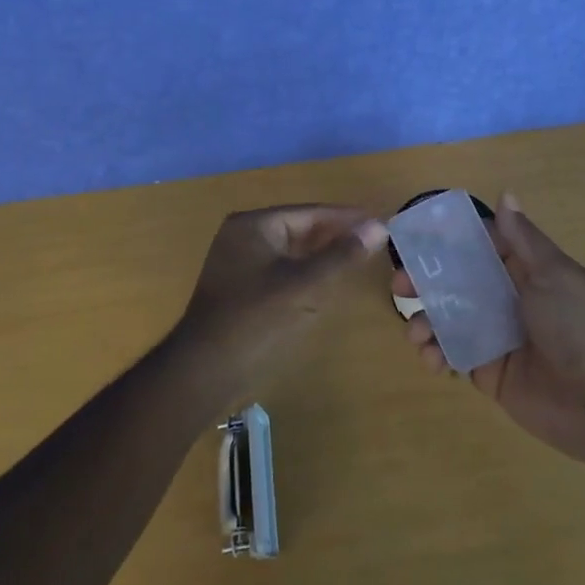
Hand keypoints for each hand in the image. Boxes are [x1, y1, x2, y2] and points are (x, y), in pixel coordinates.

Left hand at [173, 203, 388, 398]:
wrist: (204, 371)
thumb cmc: (255, 320)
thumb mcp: (304, 285)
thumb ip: (341, 255)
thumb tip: (378, 227)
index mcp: (254, 225)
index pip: (310, 212)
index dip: (347, 218)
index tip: (381, 222)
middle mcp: (244, 236)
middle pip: (300, 228)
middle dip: (336, 235)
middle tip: (375, 241)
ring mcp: (240, 263)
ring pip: (292, 251)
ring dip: (323, 254)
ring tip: (360, 258)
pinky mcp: (241, 288)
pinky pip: (282, 270)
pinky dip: (307, 272)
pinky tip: (329, 281)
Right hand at [399, 193, 584, 463]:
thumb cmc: (579, 327)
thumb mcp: (555, 276)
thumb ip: (524, 240)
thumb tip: (506, 195)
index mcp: (524, 271)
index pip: (478, 246)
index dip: (447, 241)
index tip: (413, 237)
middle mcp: (506, 298)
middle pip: (455, 281)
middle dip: (425, 281)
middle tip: (400, 286)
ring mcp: (495, 335)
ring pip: (448, 317)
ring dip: (425, 320)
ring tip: (416, 332)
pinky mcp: (488, 370)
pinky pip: (453, 354)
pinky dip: (435, 353)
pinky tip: (431, 358)